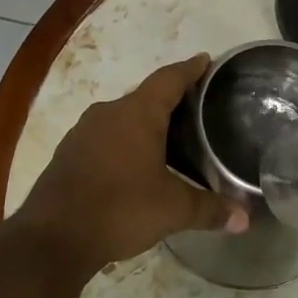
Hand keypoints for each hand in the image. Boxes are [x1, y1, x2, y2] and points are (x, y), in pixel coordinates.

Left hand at [14, 54, 246, 275]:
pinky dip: (123, 143)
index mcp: (137, 113)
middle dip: (170, 100)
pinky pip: (104, 137)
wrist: (53, 237)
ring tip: (169, 139)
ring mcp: (83, 132)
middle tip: (196, 109)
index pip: (169, 79)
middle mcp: (108, 112)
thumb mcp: (172, 210)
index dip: (190, 69)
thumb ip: (209, 209)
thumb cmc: (120, 209)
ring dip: (144, 124)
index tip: (205, 60)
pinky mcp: (69, 153)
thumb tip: (244, 219)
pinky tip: (134, 165)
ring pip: (122, 118)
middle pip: (145, 97)